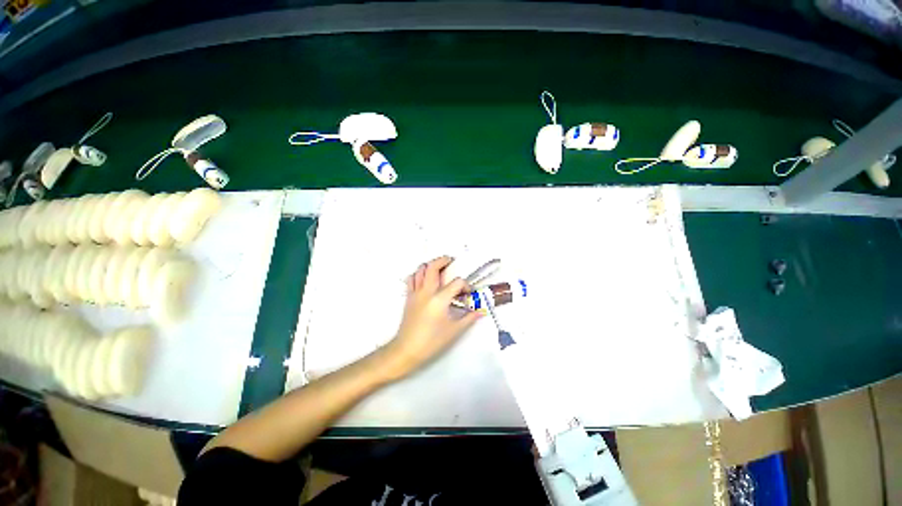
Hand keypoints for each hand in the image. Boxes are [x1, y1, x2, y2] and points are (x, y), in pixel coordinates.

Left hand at [380, 256, 481, 381]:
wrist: (407, 349)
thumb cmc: (432, 341)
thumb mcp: (454, 330)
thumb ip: (469, 318)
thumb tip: (482, 311)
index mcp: (440, 299)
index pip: (457, 283)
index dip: (466, 286)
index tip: (468, 294)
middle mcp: (427, 291)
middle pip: (433, 266)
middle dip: (443, 260)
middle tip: (451, 261)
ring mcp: (415, 293)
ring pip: (420, 269)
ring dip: (430, 265)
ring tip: (439, 269)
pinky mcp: (408, 297)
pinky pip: (411, 279)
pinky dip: (418, 274)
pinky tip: (425, 279)